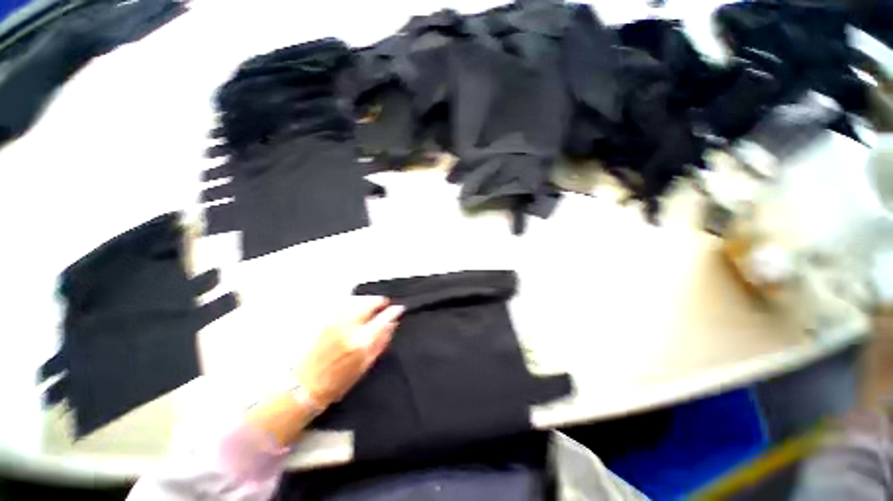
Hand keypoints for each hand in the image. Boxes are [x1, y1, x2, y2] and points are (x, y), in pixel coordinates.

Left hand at [295, 296, 403, 407]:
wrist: (302, 386)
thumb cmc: (336, 382)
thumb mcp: (364, 366)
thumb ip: (380, 343)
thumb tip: (392, 324)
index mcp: (360, 342)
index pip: (383, 318)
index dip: (393, 311)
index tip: (399, 308)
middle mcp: (347, 327)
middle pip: (368, 303)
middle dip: (379, 301)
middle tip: (384, 303)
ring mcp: (333, 321)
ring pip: (355, 300)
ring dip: (366, 300)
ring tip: (370, 304)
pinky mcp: (321, 320)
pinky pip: (341, 304)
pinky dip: (351, 302)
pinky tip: (354, 306)